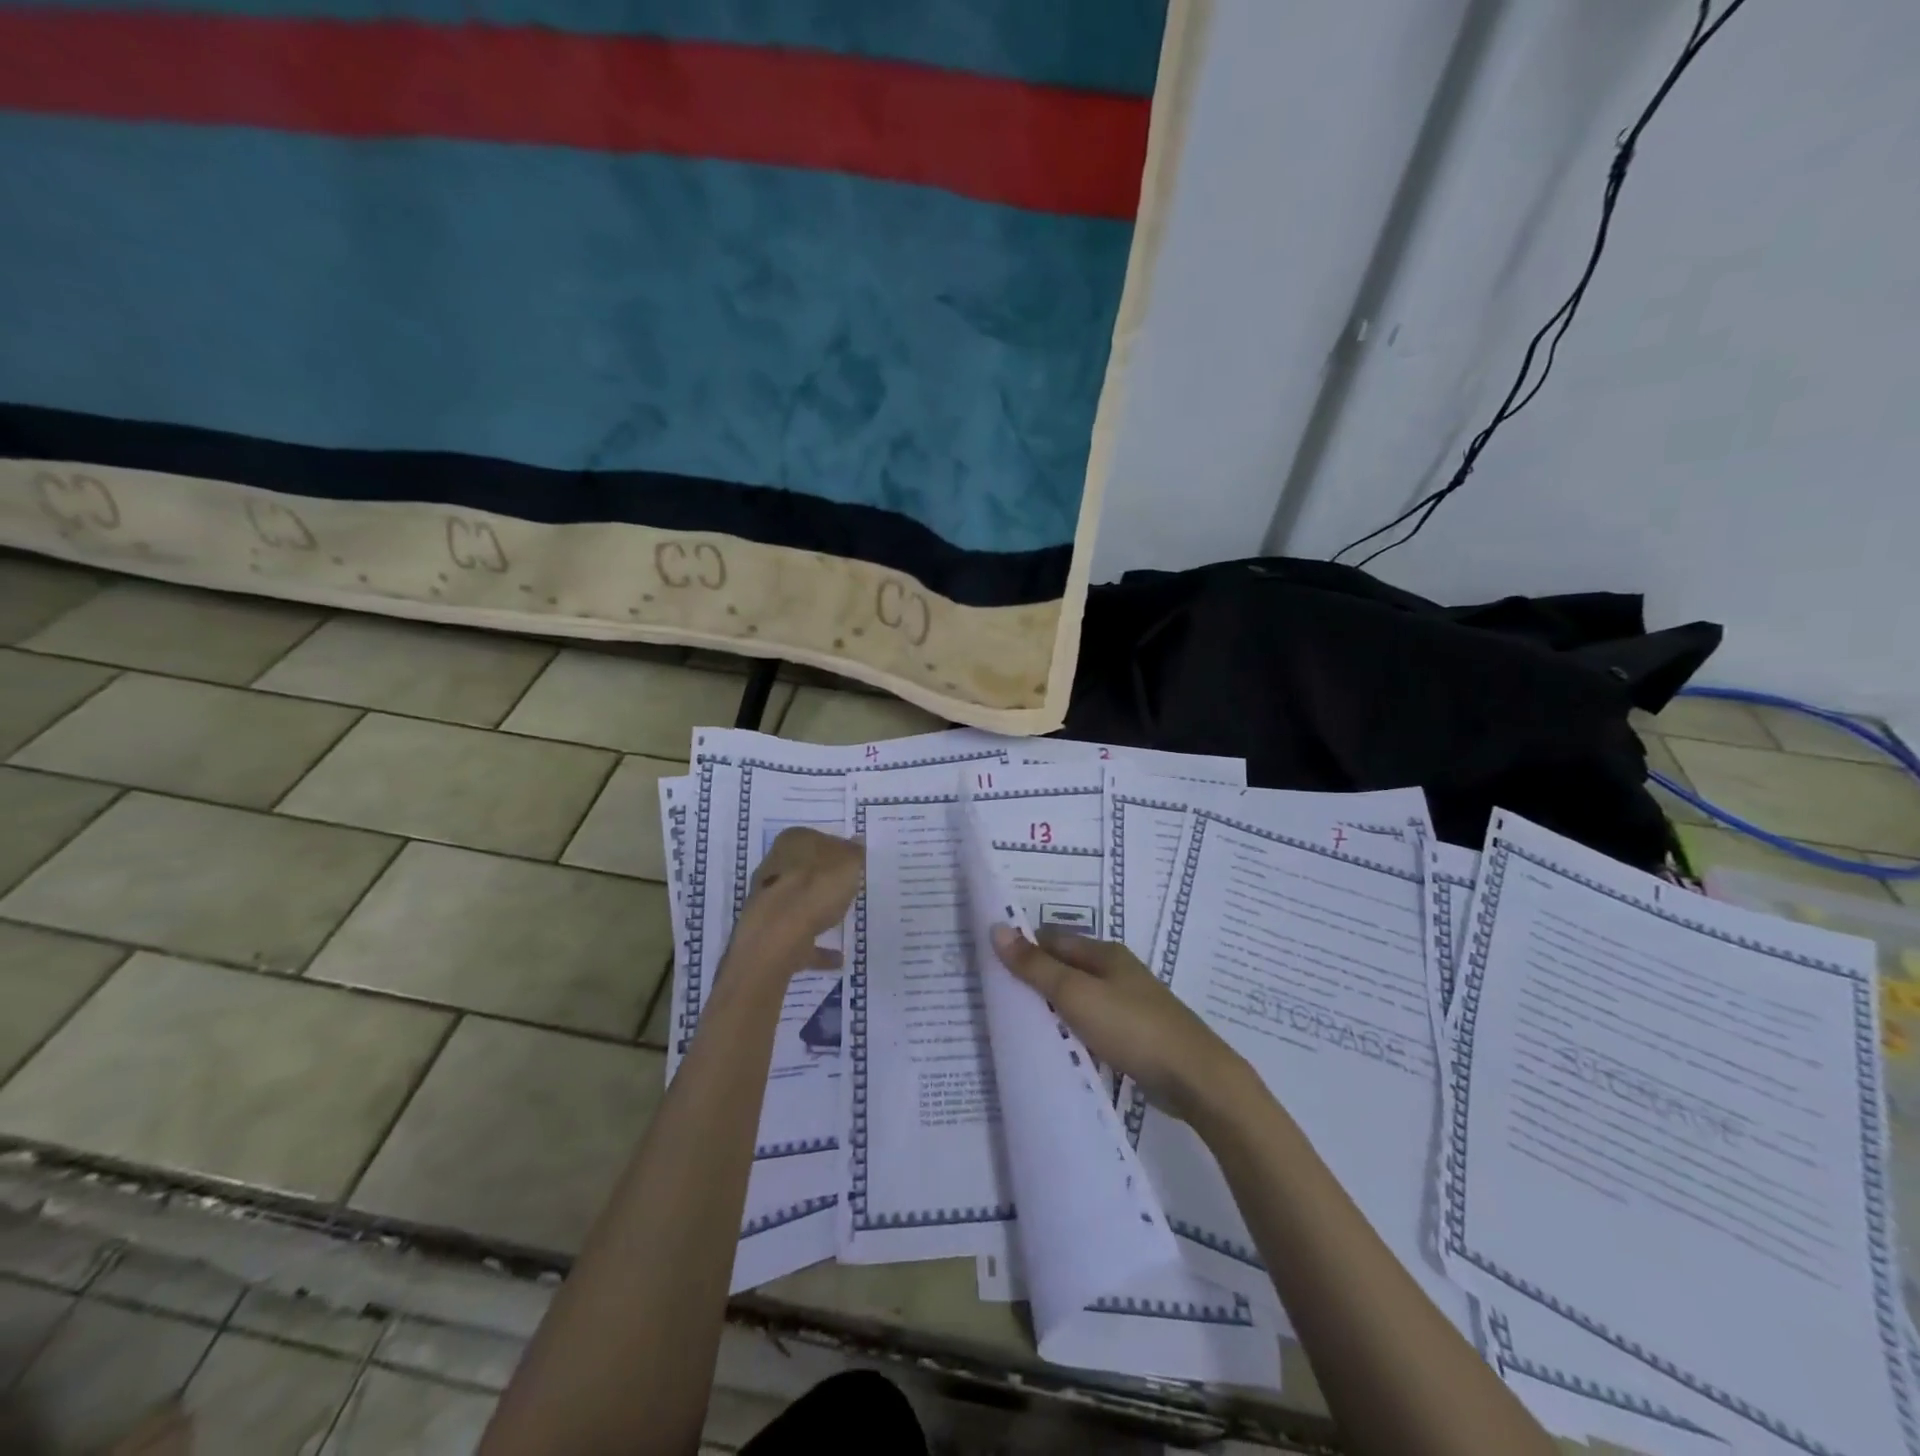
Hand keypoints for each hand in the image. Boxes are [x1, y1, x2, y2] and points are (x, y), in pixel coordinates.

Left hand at [726, 827, 863, 978]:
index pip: (816, 838)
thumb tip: (856, 841)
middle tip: (847, 890)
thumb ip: (854, 852)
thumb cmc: (817, 886)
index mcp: (792, 841)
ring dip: (817, 912)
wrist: (779, 934)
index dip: (836, 850)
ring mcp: (768, 901)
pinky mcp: (769, 932)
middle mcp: (774, 866)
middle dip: (820, 880)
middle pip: (803, 870)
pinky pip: (799, 936)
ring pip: (798, 903)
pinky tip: (837, 956)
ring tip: (843, 923)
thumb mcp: (848, 862)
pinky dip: (816, 946)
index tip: (853, 865)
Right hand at [991, 925, 1255, 1127]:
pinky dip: (1074, 1031)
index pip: (1052, 940)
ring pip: (1080, 998)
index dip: (1024, 949)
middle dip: (1035, 980)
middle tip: (998, 999)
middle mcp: (1117, 971)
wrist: (1196, 1078)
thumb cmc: (1132, 1027)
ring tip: (1019, 1026)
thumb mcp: (1076, 994)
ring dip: (1054, 1009)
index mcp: (1104, 953)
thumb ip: (1036, 966)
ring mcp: (1129, 1004)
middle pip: (1066, 968)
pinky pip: (1093, 1025)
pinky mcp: (1136, 1035)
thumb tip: (997, 928)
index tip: (991, 967)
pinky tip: (1058, 1048)